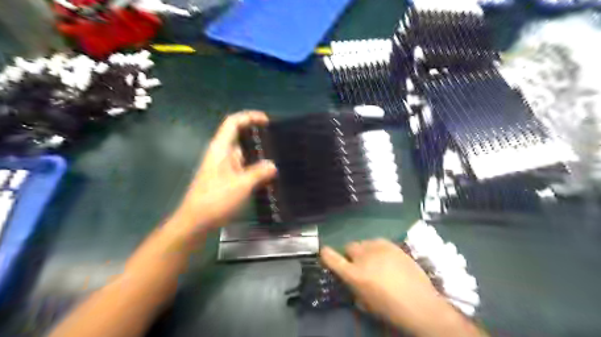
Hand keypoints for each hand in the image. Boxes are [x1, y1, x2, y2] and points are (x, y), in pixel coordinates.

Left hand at [175, 110, 275, 230]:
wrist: (195, 223)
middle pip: (240, 138)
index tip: (267, 121)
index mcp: (221, 149)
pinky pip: (243, 169)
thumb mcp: (241, 185)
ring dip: (259, 157)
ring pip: (243, 156)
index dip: (249, 117)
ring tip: (279, 160)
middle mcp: (221, 155)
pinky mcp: (225, 180)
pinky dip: (255, 170)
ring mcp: (223, 168)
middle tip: (279, 144)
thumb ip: (259, 173)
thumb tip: (273, 165)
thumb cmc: (216, 200)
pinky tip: (268, 177)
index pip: (233, 123)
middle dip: (259, 139)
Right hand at [322, 240, 482, 336]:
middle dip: (351, 255)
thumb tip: (351, 280)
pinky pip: (378, 241)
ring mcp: (379, 249)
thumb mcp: (366, 303)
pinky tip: (386, 257)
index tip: (324, 251)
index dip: (326, 254)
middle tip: (359, 264)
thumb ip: (354, 288)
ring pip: (364, 242)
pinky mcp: (392, 245)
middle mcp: (364, 257)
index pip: (332, 259)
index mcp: (355, 275)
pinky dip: (377, 248)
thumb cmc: (391, 310)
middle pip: (349, 246)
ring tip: (375, 261)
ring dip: (365, 250)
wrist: (421, 305)